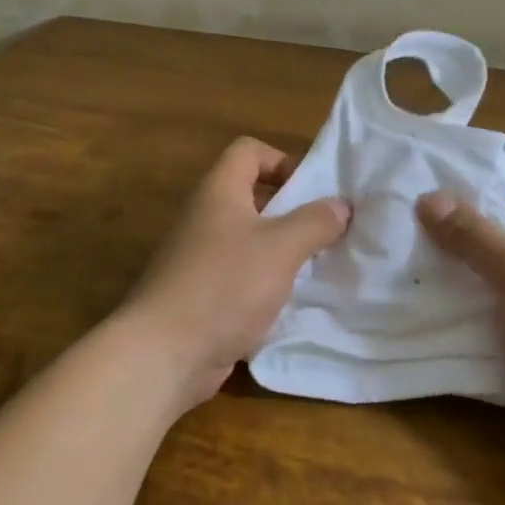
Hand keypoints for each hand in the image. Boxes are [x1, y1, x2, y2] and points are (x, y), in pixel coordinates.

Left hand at [121, 137, 350, 412]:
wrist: (163, 354)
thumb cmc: (224, 285)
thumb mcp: (281, 248)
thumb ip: (315, 222)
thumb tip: (341, 205)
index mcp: (218, 191)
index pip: (249, 151)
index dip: (283, 160)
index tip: (313, 190)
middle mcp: (205, 216)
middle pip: (252, 195)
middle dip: (291, 209)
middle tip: (326, 229)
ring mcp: (199, 257)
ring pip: (249, 239)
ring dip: (282, 249)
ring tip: (316, 266)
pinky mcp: (200, 293)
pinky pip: (241, 274)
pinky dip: (265, 282)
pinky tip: (290, 301)